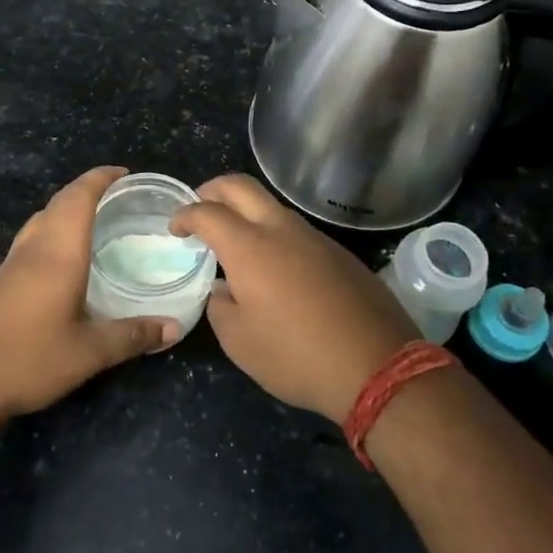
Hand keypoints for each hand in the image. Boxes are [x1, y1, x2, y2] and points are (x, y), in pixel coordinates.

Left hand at [0, 166, 176, 428]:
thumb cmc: (28, 359)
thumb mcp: (88, 353)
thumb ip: (132, 337)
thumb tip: (174, 328)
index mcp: (58, 252)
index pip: (79, 197)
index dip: (100, 178)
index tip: (125, 173)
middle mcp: (34, 248)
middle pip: (59, 201)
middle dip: (88, 189)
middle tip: (120, 196)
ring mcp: (12, 262)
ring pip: (42, 218)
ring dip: (68, 208)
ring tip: (97, 220)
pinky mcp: (0, 280)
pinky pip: (33, 237)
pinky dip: (54, 229)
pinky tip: (66, 257)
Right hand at [172, 175, 419, 422]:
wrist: (378, 366)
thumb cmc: (296, 355)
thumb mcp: (240, 342)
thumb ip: (220, 306)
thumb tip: (224, 288)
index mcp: (249, 247)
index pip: (207, 212)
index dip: (185, 215)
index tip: (175, 228)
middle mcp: (281, 229)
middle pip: (240, 186)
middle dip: (212, 190)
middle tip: (200, 207)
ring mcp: (315, 238)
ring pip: (272, 206)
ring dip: (247, 211)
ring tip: (235, 239)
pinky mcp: (339, 253)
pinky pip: (297, 230)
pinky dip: (274, 233)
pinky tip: (275, 266)